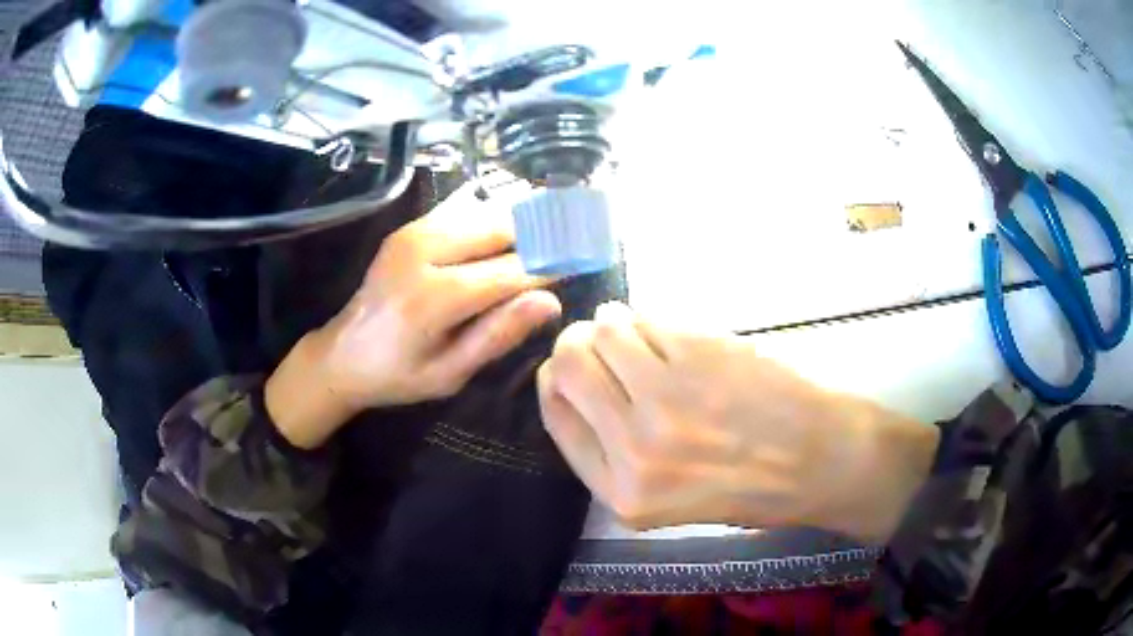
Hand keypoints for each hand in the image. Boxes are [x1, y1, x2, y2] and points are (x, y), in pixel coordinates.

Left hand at [267, 186, 561, 448]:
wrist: (342, 354)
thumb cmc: (398, 375)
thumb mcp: (450, 373)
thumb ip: (498, 335)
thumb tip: (551, 302)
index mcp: (433, 297)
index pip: (509, 272)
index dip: (550, 267)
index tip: (583, 262)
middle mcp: (422, 252)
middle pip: (499, 229)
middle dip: (541, 234)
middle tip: (575, 240)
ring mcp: (413, 233)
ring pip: (484, 213)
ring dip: (520, 222)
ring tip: (553, 232)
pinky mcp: (409, 227)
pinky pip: (462, 211)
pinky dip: (492, 217)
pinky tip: (513, 228)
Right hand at [537, 302, 937, 541]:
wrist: (819, 460)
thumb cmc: (748, 487)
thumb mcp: (661, 501)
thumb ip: (611, 453)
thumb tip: (574, 384)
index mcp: (621, 492)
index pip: (556, 416)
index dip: (554, 381)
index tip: (567, 367)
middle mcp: (635, 448)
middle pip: (570, 364)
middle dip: (575, 343)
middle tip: (594, 339)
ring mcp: (669, 398)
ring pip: (606, 330)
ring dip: (612, 323)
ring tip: (630, 330)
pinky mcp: (700, 355)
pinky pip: (649, 320)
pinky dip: (647, 318)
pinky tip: (661, 329)